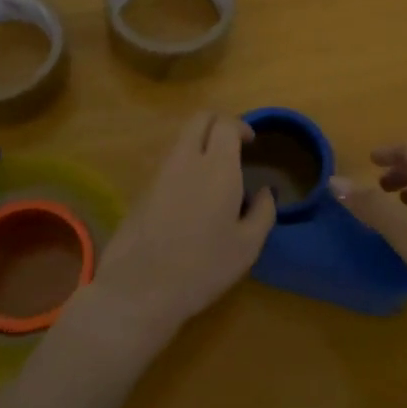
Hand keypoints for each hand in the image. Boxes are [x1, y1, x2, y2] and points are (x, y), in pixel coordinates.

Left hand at [75, 112, 277, 356]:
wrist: (140, 288)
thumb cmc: (203, 266)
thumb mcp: (248, 246)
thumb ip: (263, 212)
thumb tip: (265, 192)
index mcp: (216, 166)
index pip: (226, 123)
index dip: (241, 126)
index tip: (251, 143)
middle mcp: (186, 159)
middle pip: (199, 119)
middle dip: (219, 123)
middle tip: (234, 145)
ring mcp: (159, 172)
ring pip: (181, 139)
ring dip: (200, 143)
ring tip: (215, 173)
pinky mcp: (142, 189)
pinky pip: (168, 162)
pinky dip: (184, 163)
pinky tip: (193, 195)